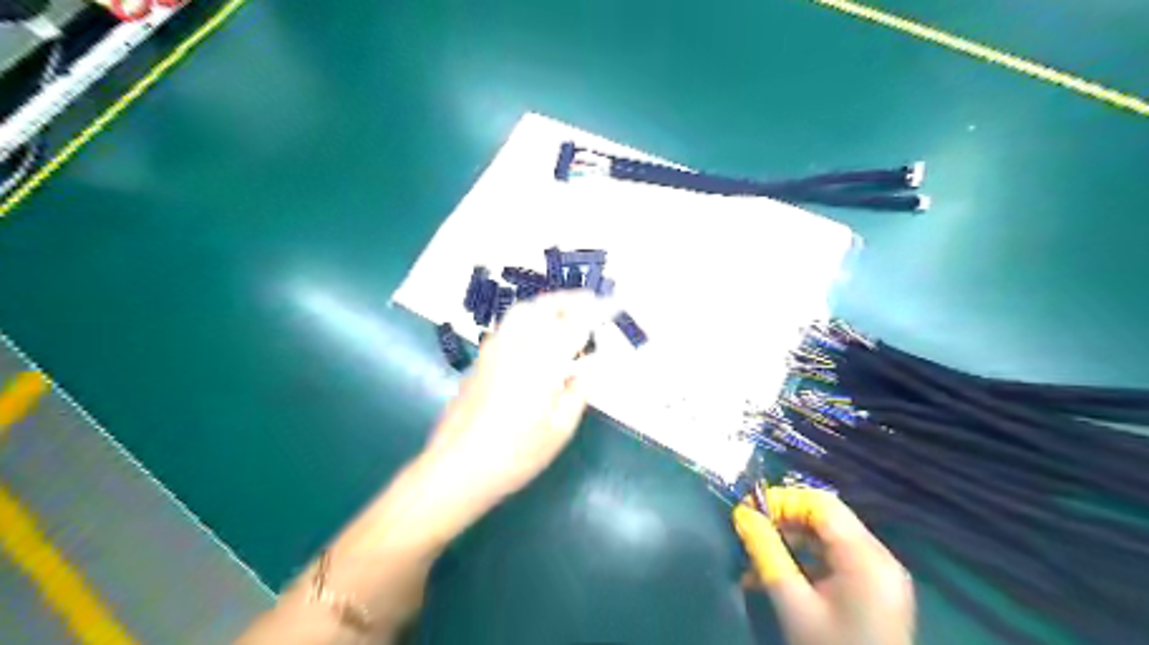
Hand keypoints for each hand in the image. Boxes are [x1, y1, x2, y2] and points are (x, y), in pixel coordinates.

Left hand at [422, 293, 609, 503]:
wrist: (457, 466)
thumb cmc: (515, 455)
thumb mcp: (559, 430)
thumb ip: (578, 393)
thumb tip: (588, 370)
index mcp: (542, 362)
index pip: (575, 324)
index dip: (597, 310)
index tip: (613, 303)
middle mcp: (516, 346)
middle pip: (545, 306)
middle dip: (570, 299)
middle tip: (591, 301)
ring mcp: (494, 350)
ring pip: (522, 311)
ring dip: (547, 304)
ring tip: (565, 312)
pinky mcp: (481, 359)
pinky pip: (508, 325)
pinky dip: (529, 317)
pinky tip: (536, 335)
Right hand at [736, 488, 916, 644]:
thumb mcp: (792, 602)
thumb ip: (766, 551)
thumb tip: (741, 514)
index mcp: (865, 557)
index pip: (820, 504)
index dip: (782, 500)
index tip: (748, 511)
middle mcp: (880, 556)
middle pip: (826, 517)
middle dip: (783, 520)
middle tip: (749, 531)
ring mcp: (881, 573)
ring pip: (829, 537)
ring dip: (792, 540)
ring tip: (757, 557)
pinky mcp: (876, 588)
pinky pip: (838, 558)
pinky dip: (807, 559)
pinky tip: (780, 574)